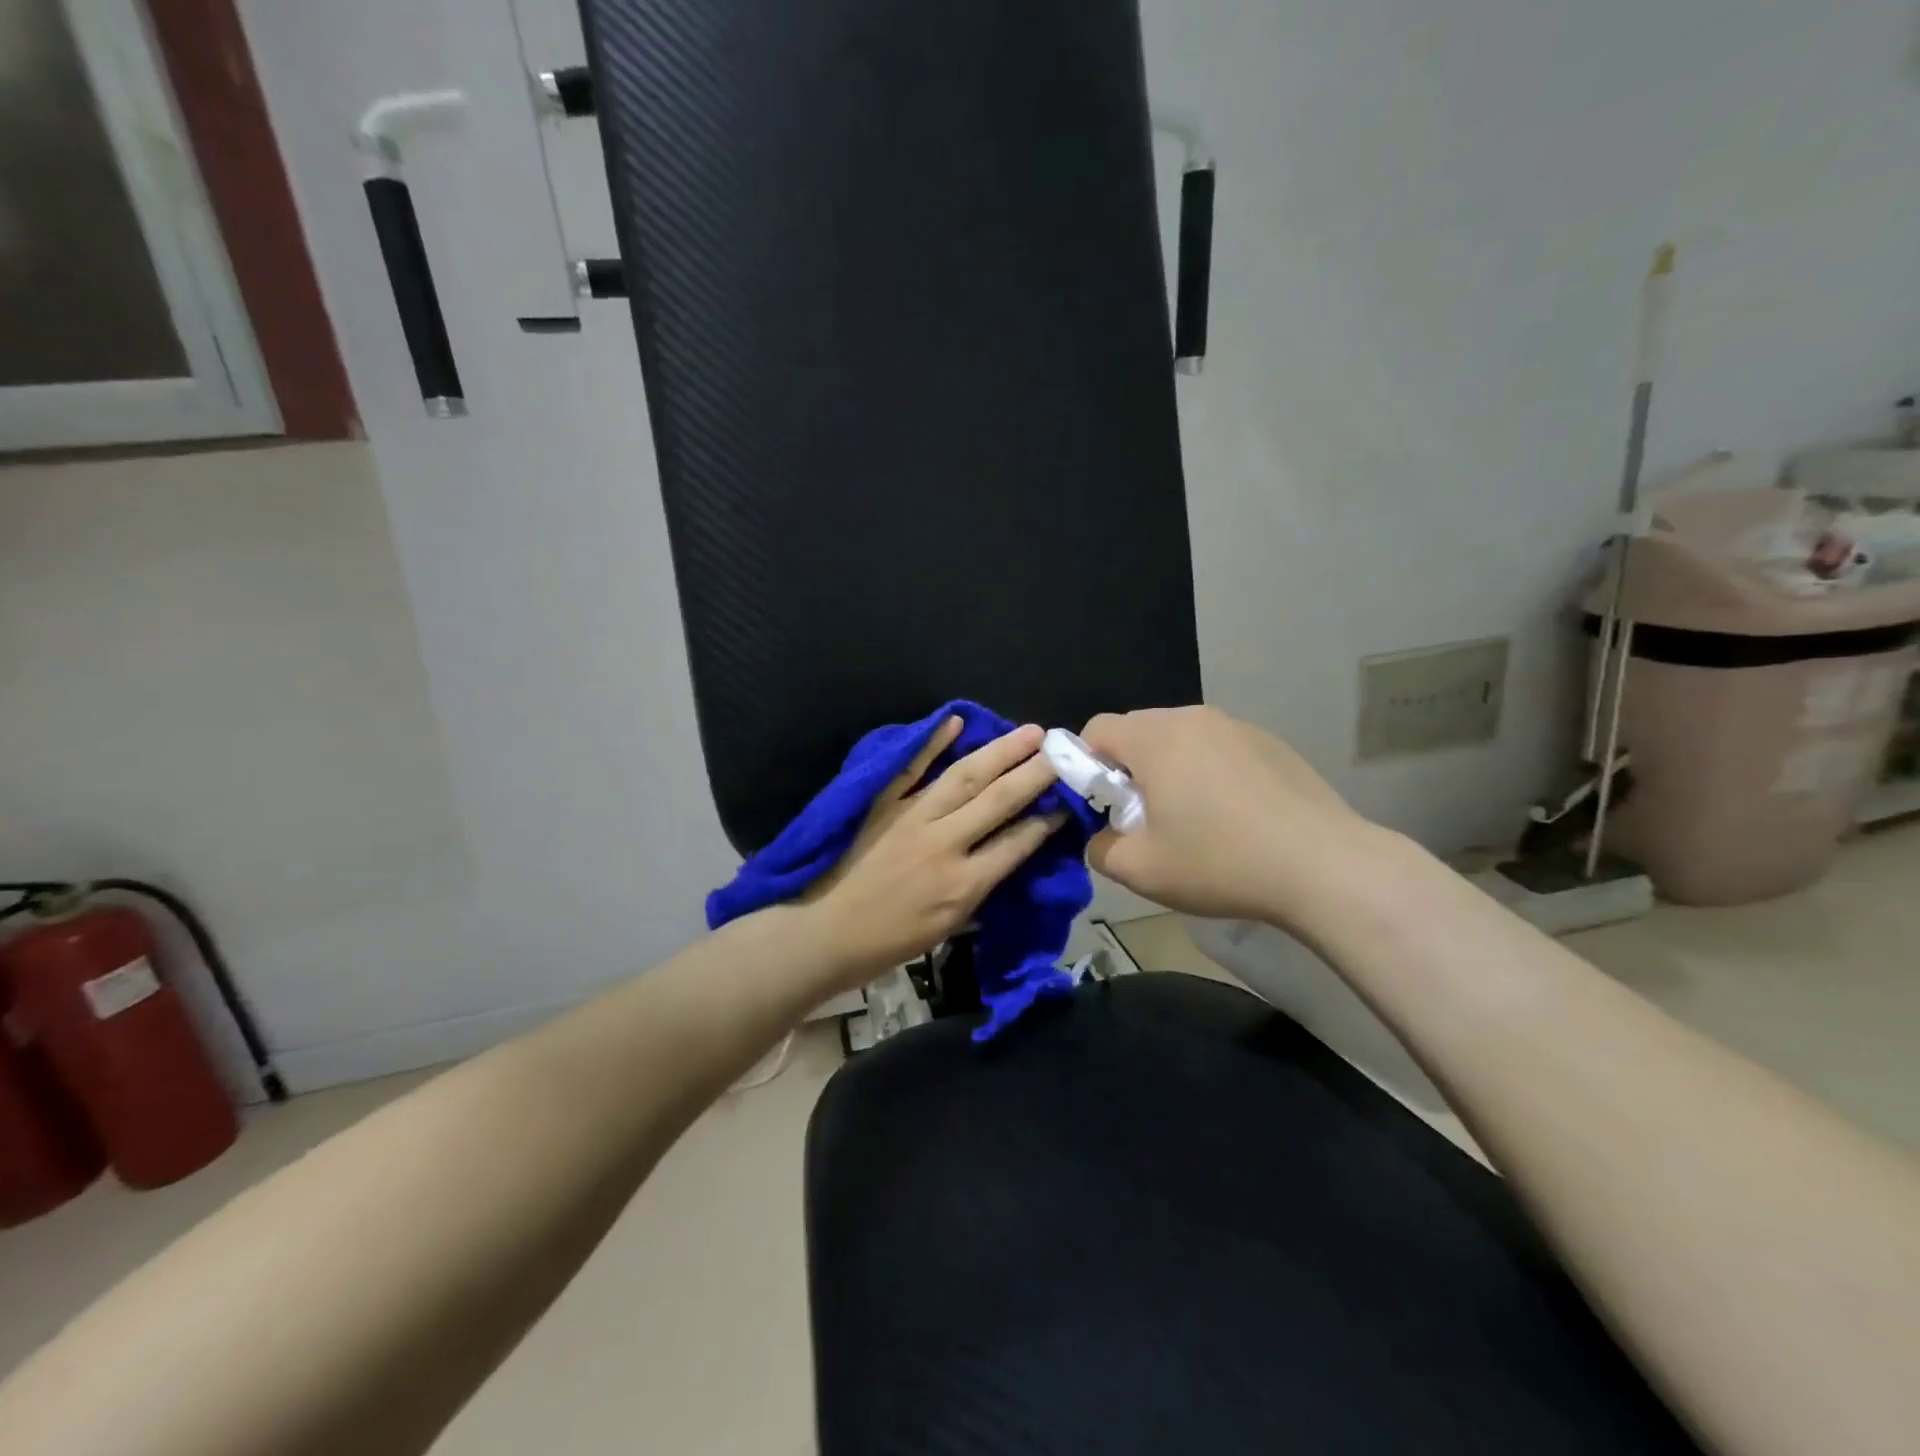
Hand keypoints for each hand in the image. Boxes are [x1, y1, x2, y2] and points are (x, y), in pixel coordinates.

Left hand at [803, 719, 1066, 983]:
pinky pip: (910, 769)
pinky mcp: (882, 805)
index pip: (1017, 843)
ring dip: (1000, 752)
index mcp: (963, 884)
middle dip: (1035, 773)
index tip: (1068, 801)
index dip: (1047, 821)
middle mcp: (944, 843)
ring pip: (964, 777)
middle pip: (998, 800)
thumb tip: (1005, 863)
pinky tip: (955, 721)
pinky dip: (932, 743)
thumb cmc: (888, 942)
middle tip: (1062, 750)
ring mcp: (911, 818)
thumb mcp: (946, 931)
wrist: (825, 932)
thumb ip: (979, 894)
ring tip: (1030, 732)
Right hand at [1080, 706, 1376, 926]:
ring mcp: (1236, 726)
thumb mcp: (1141, 870)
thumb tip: (1100, 836)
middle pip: (1137, 730)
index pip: (1097, 730)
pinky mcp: (1269, 742)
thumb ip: (1099, 848)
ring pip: (1179, 738)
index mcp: (1154, 738)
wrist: (1324, 866)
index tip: (1103, 806)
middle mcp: (1192, 718)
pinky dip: (1208, 771)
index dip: (1085, 765)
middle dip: (1128, 768)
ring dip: (1169, 769)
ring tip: (1193, 818)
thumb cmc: (1221, 862)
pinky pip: (1217, 747)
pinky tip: (1234, 815)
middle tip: (1145, 817)